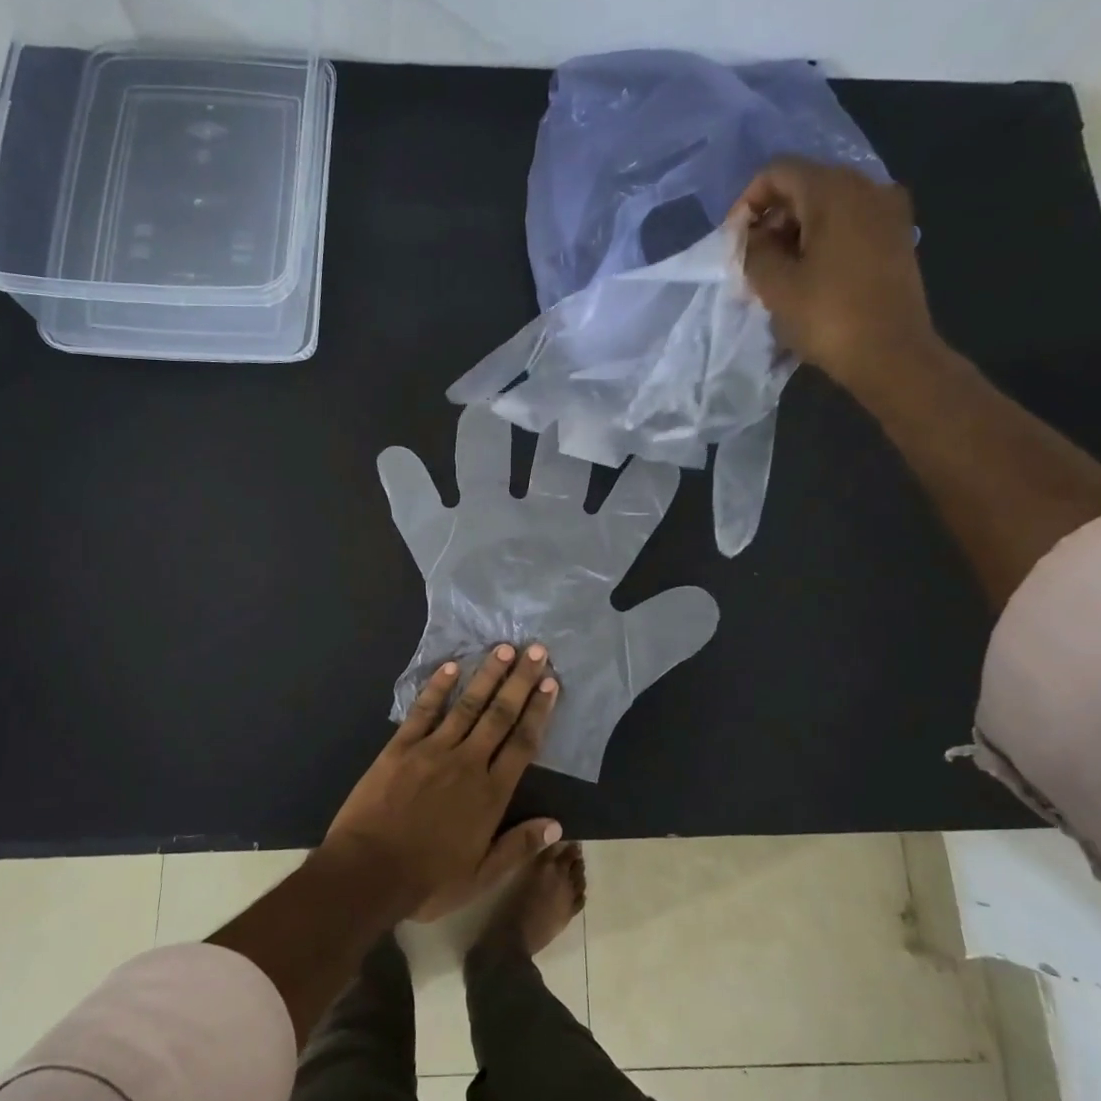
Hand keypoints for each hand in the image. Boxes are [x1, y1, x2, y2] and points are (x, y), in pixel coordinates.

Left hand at [325, 645, 558, 912]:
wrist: (368, 872)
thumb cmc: (427, 880)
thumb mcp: (480, 875)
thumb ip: (518, 846)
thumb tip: (557, 825)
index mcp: (490, 794)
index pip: (522, 743)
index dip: (538, 711)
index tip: (551, 683)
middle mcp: (467, 763)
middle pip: (500, 715)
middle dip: (520, 681)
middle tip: (536, 650)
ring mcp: (432, 750)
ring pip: (467, 705)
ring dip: (487, 675)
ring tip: (504, 648)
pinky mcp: (401, 747)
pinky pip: (424, 711)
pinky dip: (438, 687)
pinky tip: (451, 666)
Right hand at [378, 406, 719, 779]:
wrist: (509, 711)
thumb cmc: (572, 684)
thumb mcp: (623, 662)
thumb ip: (661, 633)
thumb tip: (707, 602)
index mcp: (595, 552)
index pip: (631, 505)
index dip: (649, 478)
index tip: (666, 443)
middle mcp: (546, 528)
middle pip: (559, 466)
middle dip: (566, 431)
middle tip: (573, 390)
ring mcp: (494, 533)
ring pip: (488, 470)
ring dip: (487, 441)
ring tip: (486, 405)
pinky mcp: (448, 551)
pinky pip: (421, 516)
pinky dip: (408, 490)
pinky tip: (394, 458)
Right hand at [728, 158, 941, 388]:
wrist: (892, 354)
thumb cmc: (828, 316)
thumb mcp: (775, 285)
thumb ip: (753, 250)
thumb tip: (752, 236)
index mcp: (835, 191)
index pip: (778, 172)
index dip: (747, 202)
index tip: (735, 241)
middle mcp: (867, 187)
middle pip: (805, 185)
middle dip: (772, 218)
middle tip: (753, 261)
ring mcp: (888, 211)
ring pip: (828, 205)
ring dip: (795, 232)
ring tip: (778, 273)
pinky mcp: (897, 236)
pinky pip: (849, 223)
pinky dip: (822, 239)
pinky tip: (809, 275)